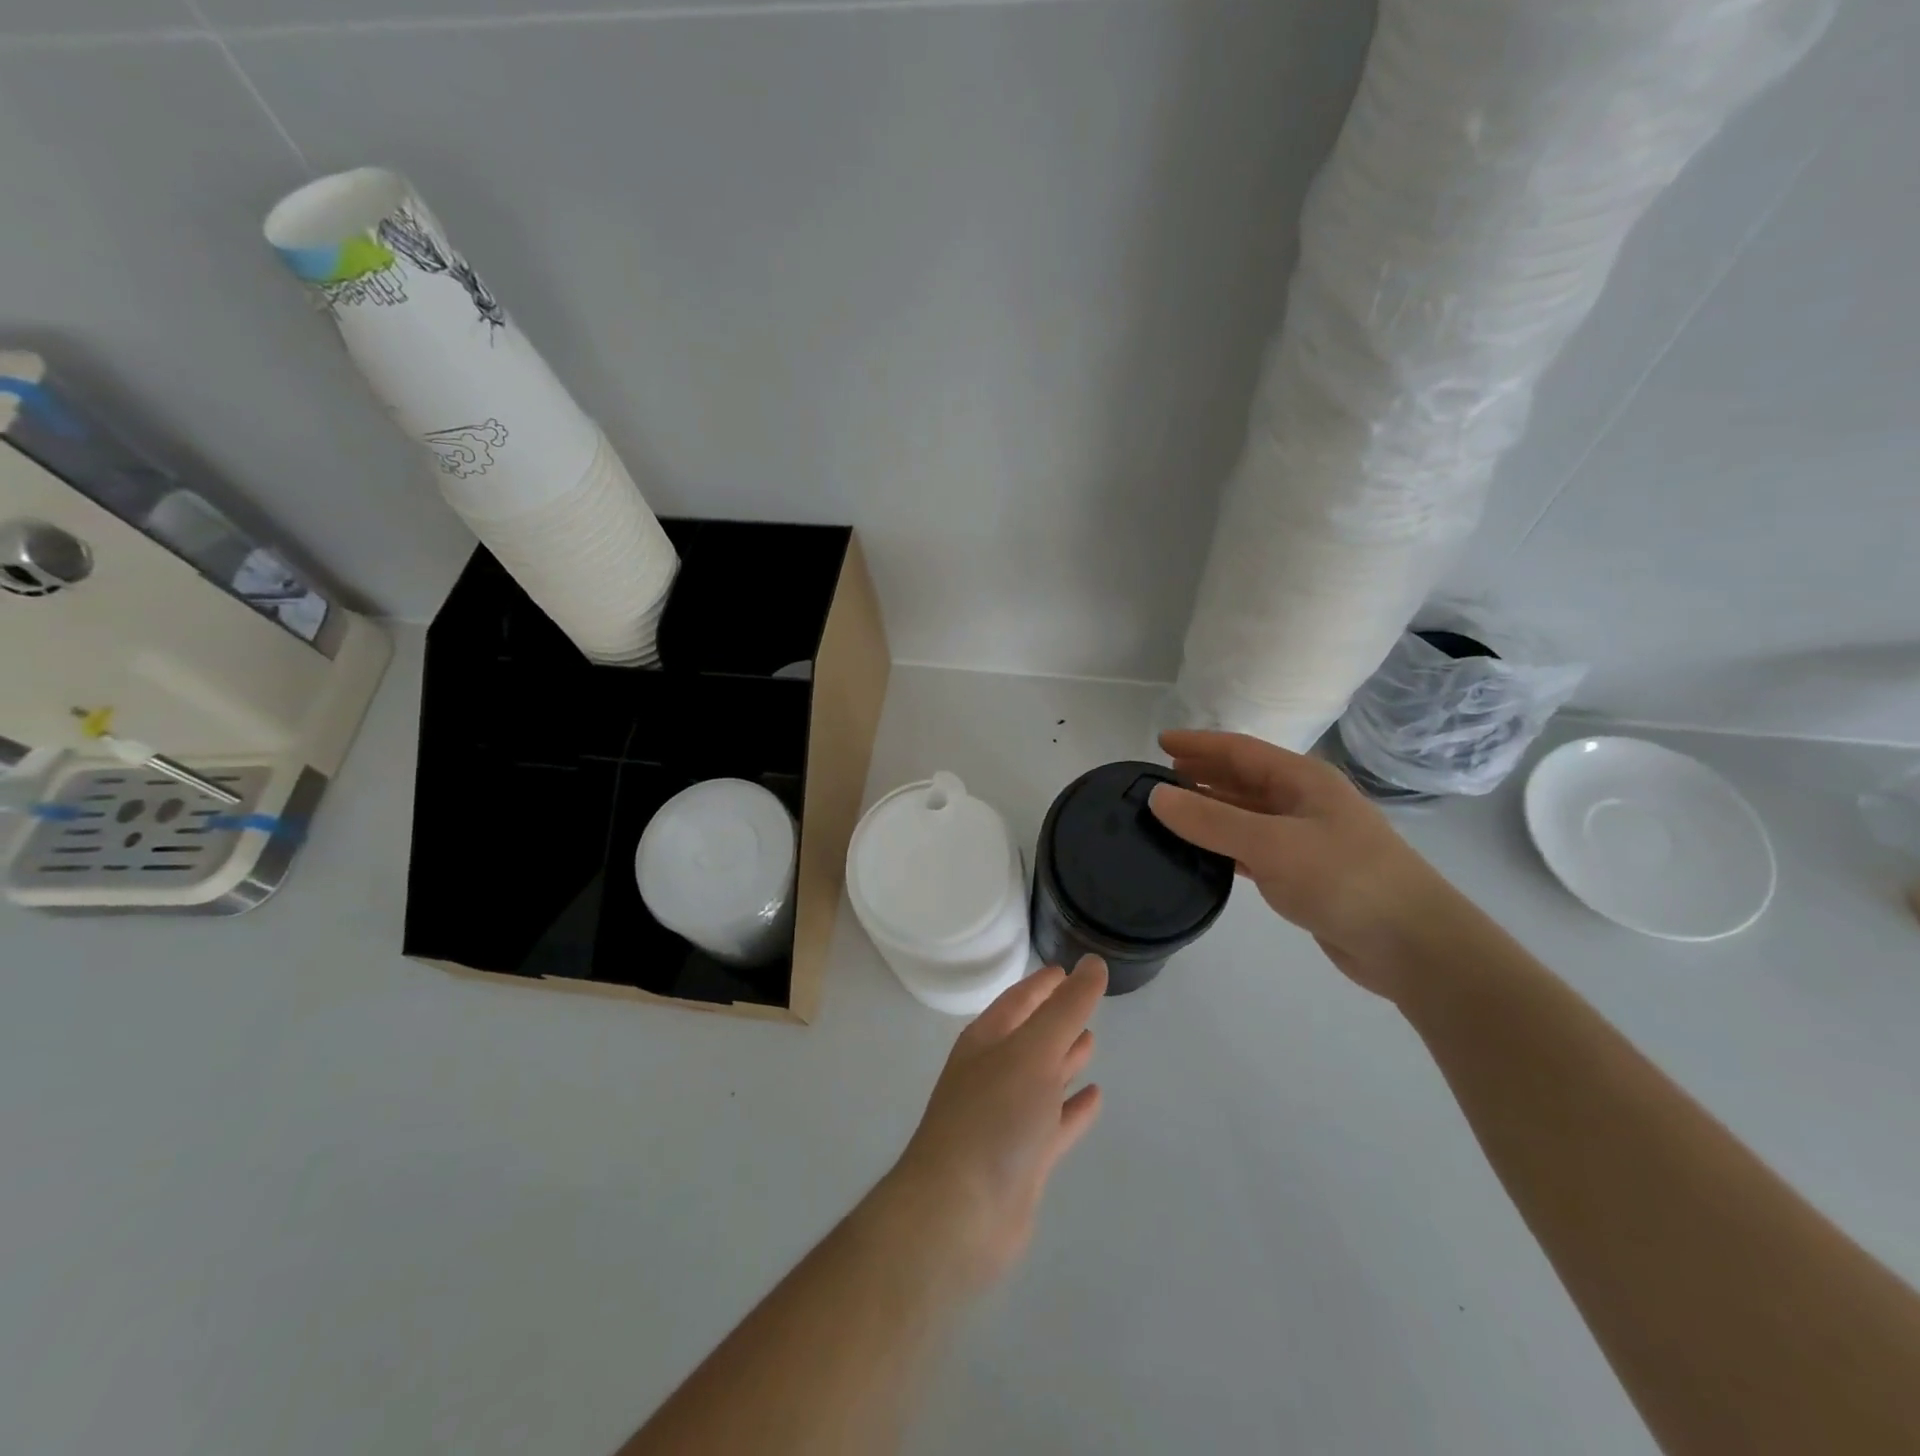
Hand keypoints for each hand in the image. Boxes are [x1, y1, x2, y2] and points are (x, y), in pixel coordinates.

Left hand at [882, 958, 1106, 1291]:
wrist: (960, 1214)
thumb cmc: (994, 1116)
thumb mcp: (1034, 1050)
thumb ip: (1067, 1008)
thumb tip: (1093, 963)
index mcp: (986, 1041)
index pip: (1018, 1000)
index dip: (1042, 984)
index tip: (1068, 970)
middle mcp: (993, 1073)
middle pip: (1029, 1037)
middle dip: (1055, 1019)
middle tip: (1087, 1002)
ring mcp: (1006, 1118)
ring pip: (1041, 1078)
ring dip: (1064, 1060)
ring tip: (1093, 1040)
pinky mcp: (1022, 1160)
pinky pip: (1053, 1123)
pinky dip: (1073, 1109)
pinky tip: (1095, 1098)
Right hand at [1148, 729, 1461, 999]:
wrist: (1411, 944)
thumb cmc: (1344, 879)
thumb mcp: (1271, 844)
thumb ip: (1211, 820)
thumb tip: (1157, 796)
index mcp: (1302, 780)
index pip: (1240, 750)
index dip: (1199, 744)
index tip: (1159, 741)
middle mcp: (1304, 802)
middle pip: (1244, 779)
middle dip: (1203, 774)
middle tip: (1159, 777)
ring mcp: (1306, 839)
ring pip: (1247, 814)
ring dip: (1211, 810)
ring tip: (1171, 813)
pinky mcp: (1304, 874)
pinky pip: (1253, 848)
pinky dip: (1225, 845)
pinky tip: (1202, 853)